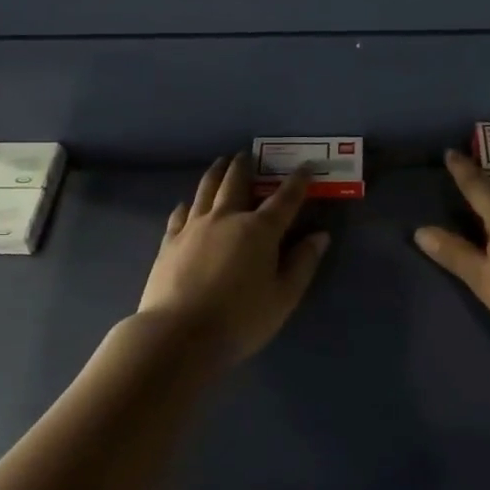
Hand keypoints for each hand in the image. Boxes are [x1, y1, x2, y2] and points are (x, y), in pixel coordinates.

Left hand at [138, 154, 330, 367]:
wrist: (179, 336)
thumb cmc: (240, 320)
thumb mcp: (283, 297)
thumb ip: (302, 263)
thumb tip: (320, 236)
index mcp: (259, 230)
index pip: (284, 199)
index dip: (297, 182)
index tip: (305, 167)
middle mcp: (226, 218)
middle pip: (236, 183)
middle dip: (245, 166)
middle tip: (247, 153)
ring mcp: (194, 227)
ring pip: (206, 190)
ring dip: (216, 173)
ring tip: (220, 163)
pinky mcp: (169, 242)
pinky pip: (180, 213)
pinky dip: (188, 203)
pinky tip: (186, 203)